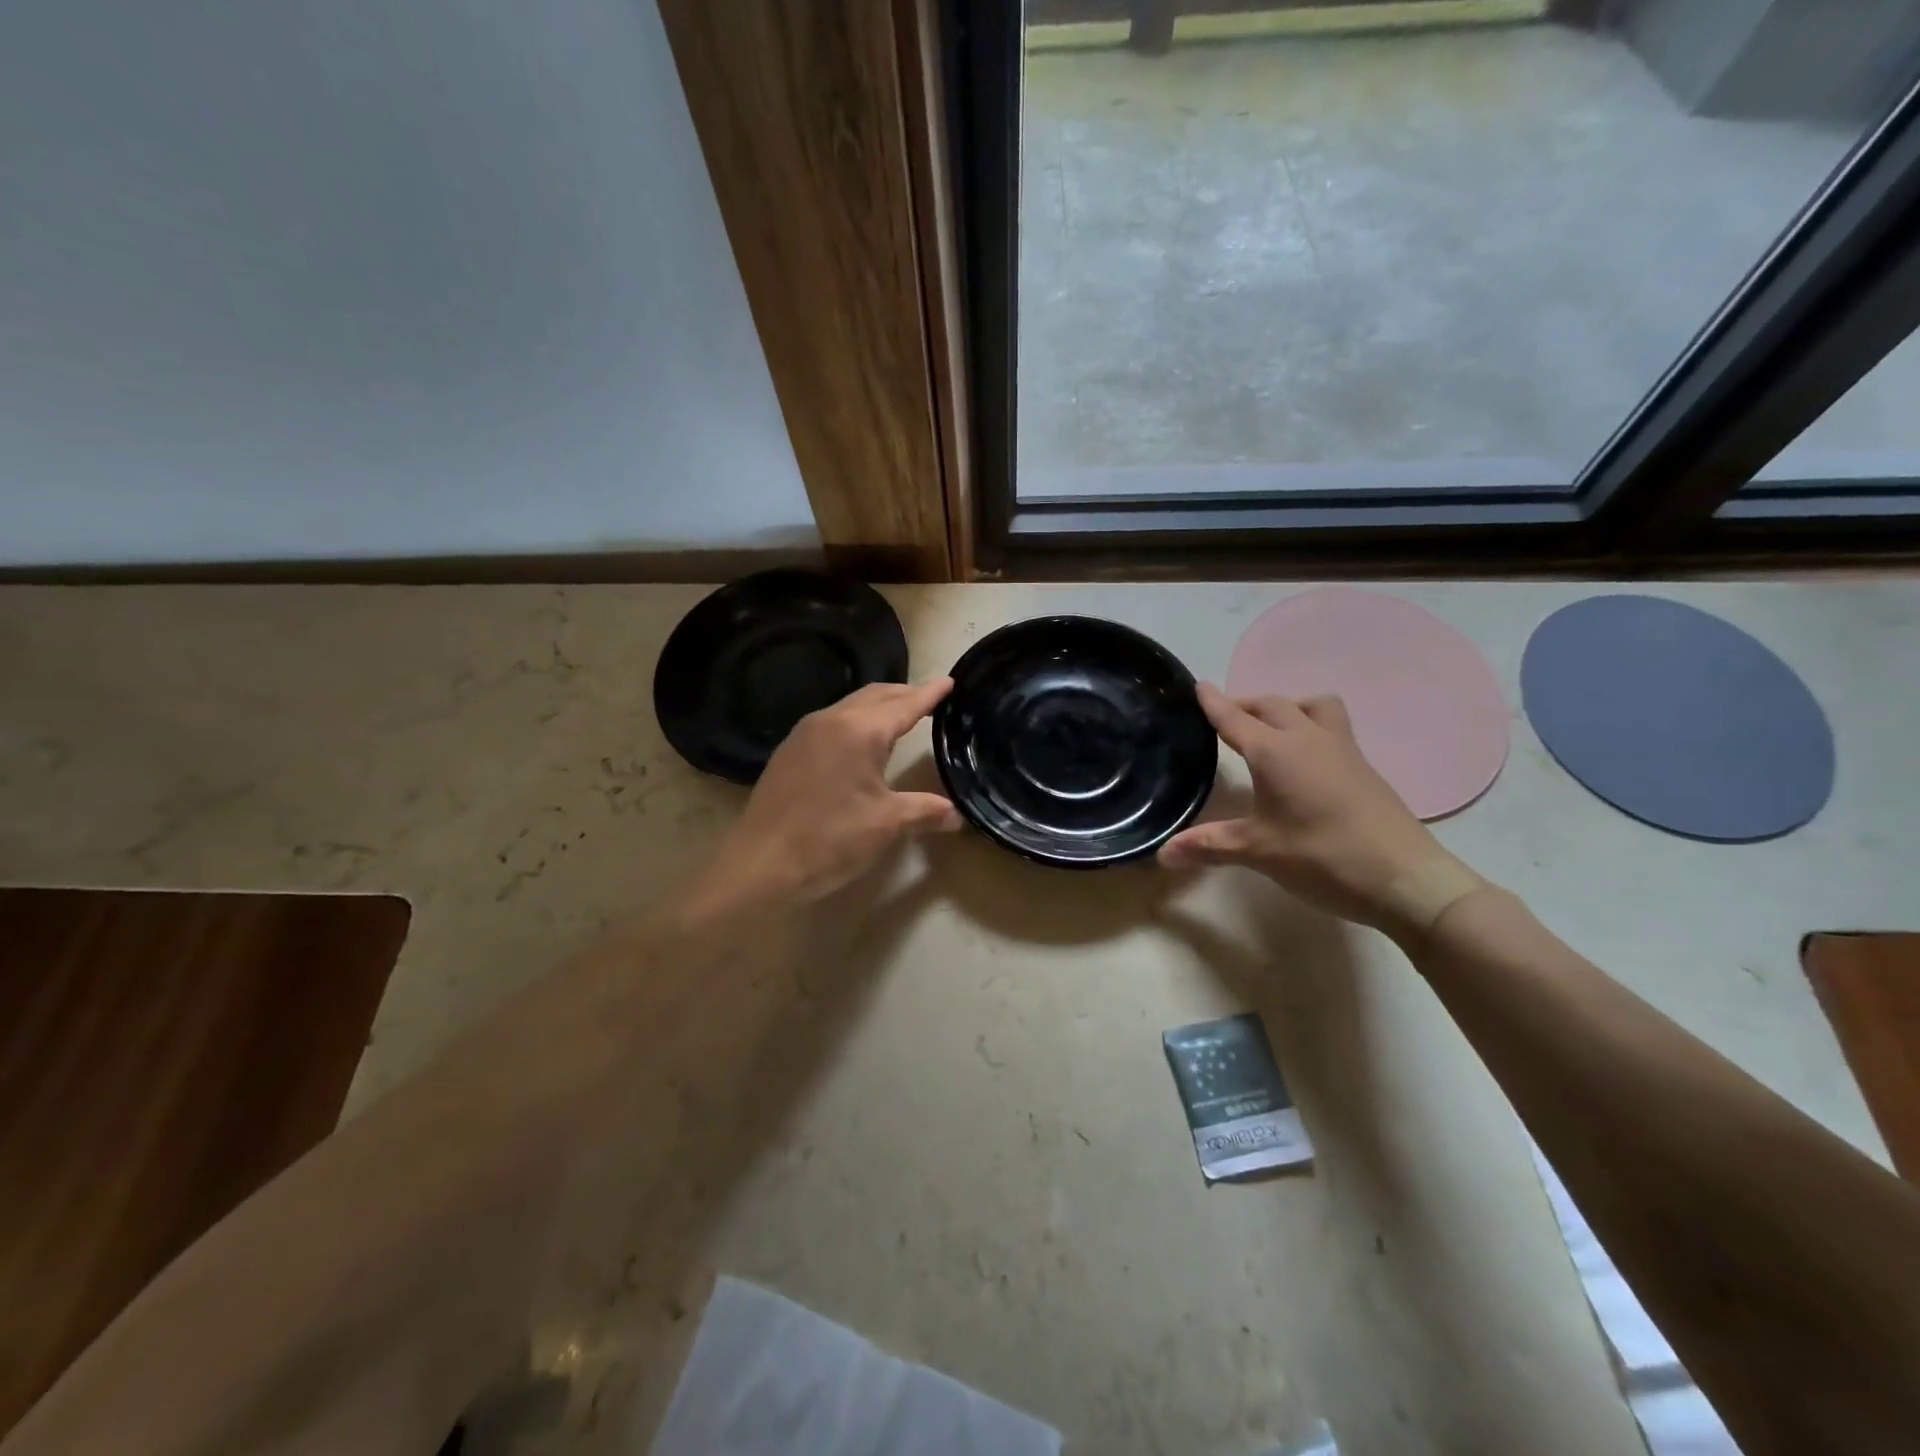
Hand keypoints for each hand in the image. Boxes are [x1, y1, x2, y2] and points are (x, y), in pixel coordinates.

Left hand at [687, 678, 962, 915]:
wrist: (761, 865)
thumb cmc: (830, 839)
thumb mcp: (886, 825)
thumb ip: (925, 812)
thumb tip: (957, 815)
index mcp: (860, 731)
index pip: (905, 704)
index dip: (930, 694)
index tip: (950, 681)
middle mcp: (831, 720)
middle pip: (876, 696)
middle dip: (905, 694)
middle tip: (931, 699)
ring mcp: (805, 733)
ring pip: (851, 705)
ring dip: (879, 706)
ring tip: (900, 716)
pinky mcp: (789, 750)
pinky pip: (832, 721)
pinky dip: (856, 720)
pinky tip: (861, 741)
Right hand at [1160, 685, 1467, 934]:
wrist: (1406, 878)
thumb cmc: (1324, 857)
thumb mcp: (1259, 852)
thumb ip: (1209, 845)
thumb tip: (1162, 853)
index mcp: (1275, 753)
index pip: (1235, 719)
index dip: (1213, 703)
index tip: (1197, 686)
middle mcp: (1308, 739)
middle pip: (1272, 705)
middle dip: (1245, 704)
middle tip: (1224, 717)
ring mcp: (1342, 750)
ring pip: (1312, 707)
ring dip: (1287, 708)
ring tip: (1271, 730)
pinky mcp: (1363, 767)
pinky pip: (1331, 727)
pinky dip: (1310, 727)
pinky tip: (1306, 759)